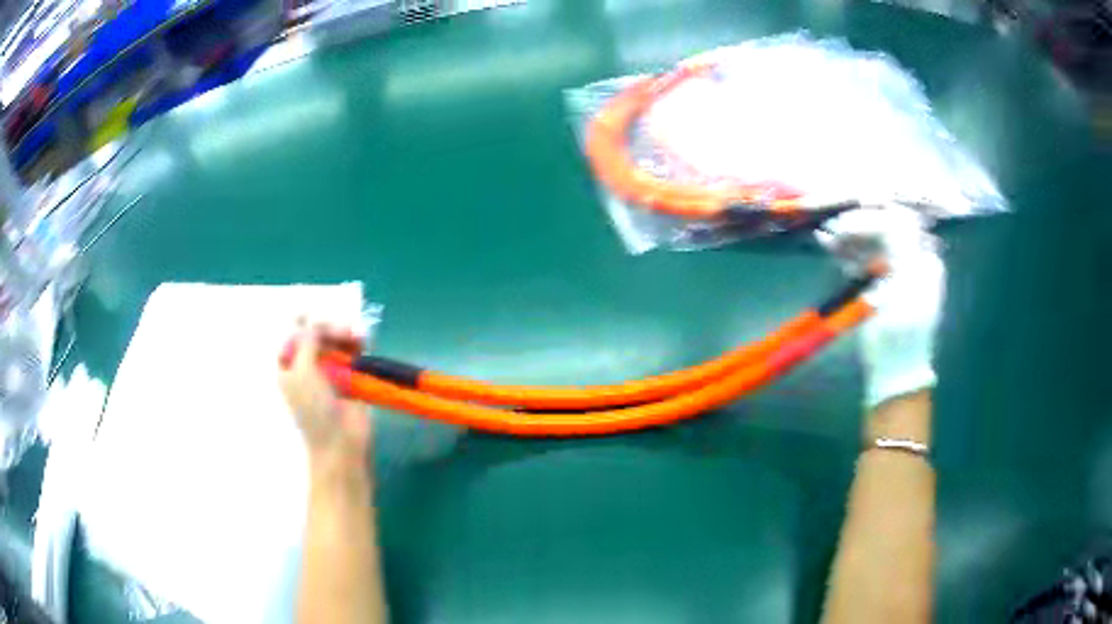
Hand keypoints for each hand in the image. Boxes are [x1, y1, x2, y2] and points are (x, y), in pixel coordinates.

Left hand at [279, 319, 371, 467]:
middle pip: (316, 335)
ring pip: (336, 342)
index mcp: (289, 367)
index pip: (293, 335)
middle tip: (342, 330)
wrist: (341, 443)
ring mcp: (330, 372)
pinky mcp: (351, 377)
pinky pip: (354, 354)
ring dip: (345, 334)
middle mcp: (308, 366)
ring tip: (356, 335)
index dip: (303, 322)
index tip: (314, 311)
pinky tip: (363, 340)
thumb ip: (306, 341)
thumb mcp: (302, 372)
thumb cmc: (314, 409)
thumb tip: (313, 319)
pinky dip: (358, 344)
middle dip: (328, 327)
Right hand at [818, 205, 945, 407]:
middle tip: (834, 228)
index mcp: (922, 257)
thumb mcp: (907, 283)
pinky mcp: (876, 286)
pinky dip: (845, 251)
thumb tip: (884, 209)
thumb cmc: (903, 332)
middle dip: (858, 223)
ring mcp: (892, 273)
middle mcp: (910, 259)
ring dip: (849, 235)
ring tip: (826, 237)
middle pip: (883, 228)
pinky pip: (861, 259)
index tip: (847, 222)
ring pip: (869, 242)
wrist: (895, 373)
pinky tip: (829, 246)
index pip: (899, 222)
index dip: (873, 216)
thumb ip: (900, 243)